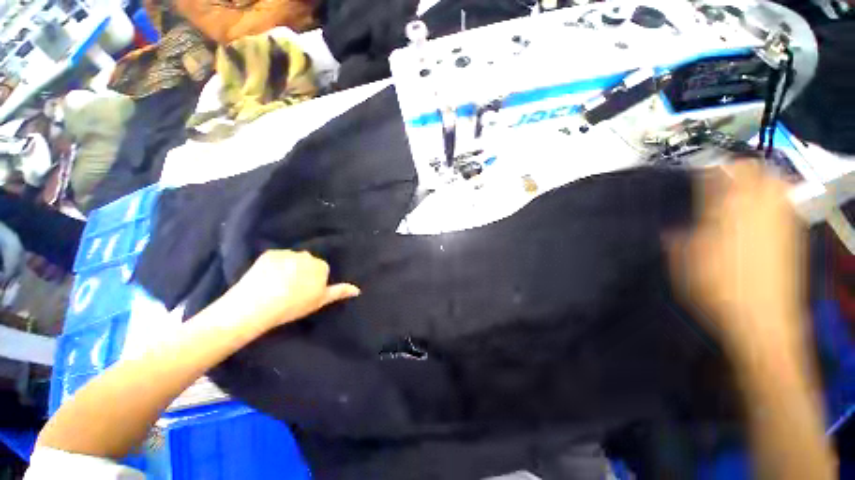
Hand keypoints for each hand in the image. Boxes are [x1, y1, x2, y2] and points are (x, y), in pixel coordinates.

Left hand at [221, 250, 359, 332]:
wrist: (258, 305)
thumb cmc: (293, 305)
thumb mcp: (320, 301)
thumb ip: (339, 292)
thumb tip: (357, 290)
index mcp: (321, 266)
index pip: (321, 270)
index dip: (313, 282)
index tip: (304, 293)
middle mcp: (307, 255)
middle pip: (307, 262)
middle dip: (302, 271)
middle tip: (290, 289)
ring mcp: (287, 253)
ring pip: (292, 259)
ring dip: (288, 267)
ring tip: (276, 284)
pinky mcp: (269, 253)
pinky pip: (276, 257)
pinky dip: (273, 265)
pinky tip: (266, 278)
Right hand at [667, 161, 806, 354]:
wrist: (763, 320)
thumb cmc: (717, 290)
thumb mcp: (684, 264)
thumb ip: (678, 241)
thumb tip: (672, 232)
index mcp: (727, 211)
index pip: (718, 174)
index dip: (706, 169)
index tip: (696, 175)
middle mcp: (758, 207)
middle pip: (753, 169)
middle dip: (737, 170)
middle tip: (721, 185)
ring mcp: (781, 219)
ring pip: (773, 181)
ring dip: (756, 182)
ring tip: (741, 198)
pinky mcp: (794, 234)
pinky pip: (784, 203)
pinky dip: (772, 200)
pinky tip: (760, 217)